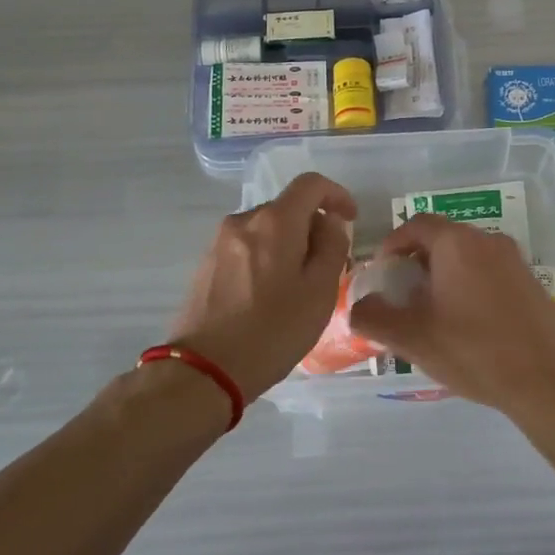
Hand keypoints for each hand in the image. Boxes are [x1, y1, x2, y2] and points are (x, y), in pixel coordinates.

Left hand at [170, 173, 356, 399]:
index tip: (351, 219)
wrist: (204, 371)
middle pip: (287, 207)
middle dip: (312, 227)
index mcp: (275, 221)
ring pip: (266, 229)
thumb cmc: (272, 331)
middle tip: (327, 265)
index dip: (336, 195)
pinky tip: (269, 295)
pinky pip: (247, 247)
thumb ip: (331, 247)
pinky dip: (266, 258)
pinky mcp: (206, 264)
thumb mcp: (319, 292)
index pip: (311, 184)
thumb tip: (329, 223)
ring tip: (298, 286)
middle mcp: (243, 220)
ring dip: (288, 245)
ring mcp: (219, 242)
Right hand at [348, 214, 554, 412]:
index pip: (415, 225)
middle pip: (442, 239)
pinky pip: (490, 272)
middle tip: (404, 296)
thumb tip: (358, 306)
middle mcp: (488, 240)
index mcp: (457, 243)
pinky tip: (468, 324)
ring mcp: (514, 260)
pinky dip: (470, 285)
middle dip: (417, 262)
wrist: (546, 379)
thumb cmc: (474, 351)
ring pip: (467, 256)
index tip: (382, 273)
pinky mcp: (531, 282)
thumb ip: (374, 317)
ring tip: (433, 313)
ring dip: (444, 275)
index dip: (392, 245)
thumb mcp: (412, 338)